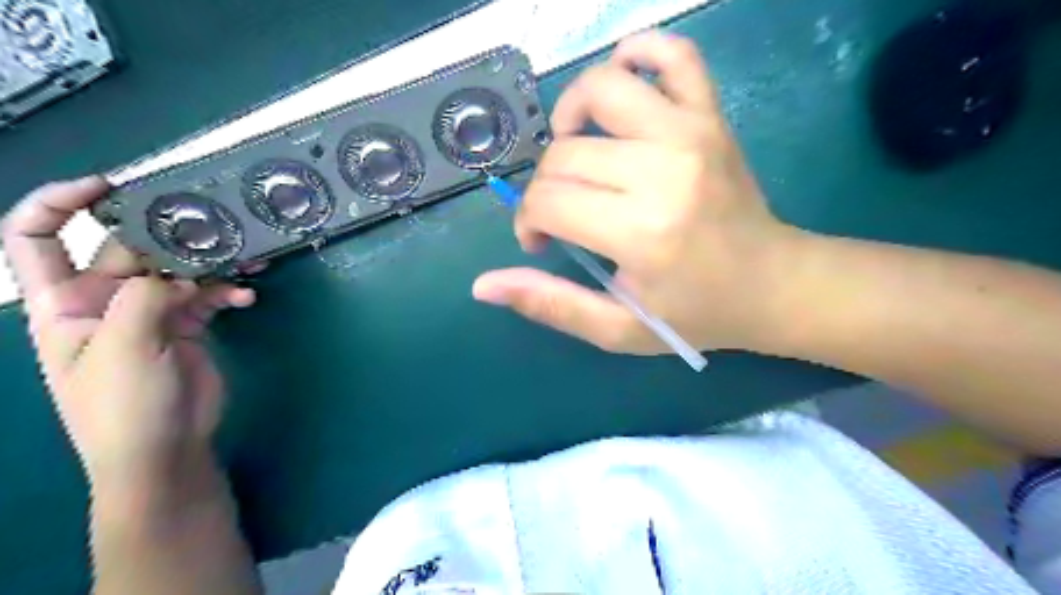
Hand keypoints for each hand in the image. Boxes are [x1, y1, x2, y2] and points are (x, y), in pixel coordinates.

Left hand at [0, 176, 255, 496]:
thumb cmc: (123, 406)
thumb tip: (176, 273)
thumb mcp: (122, 349)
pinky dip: (228, 293)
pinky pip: (207, 296)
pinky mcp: (185, 325)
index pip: (36, 238)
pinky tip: (246, 299)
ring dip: (211, 263)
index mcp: (63, 302)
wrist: (164, 449)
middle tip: (212, 227)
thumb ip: (143, 299)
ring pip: (178, 271)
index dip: (61, 203)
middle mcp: (103, 300)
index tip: (109, 186)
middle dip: (168, 235)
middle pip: (129, 249)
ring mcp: (148, 313)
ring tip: (247, 257)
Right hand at [473, 33, 804, 355]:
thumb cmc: (696, 313)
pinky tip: (621, 88)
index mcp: (641, 231)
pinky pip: (674, 54)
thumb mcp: (619, 328)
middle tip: (561, 215)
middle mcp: (663, 170)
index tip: (541, 242)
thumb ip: (551, 305)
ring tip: (577, 150)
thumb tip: (483, 285)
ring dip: (571, 115)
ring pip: (602, 88)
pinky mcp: (712, 116)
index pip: (549, 201)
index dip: (529, 222)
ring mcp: (691, 132)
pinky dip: (638, 53)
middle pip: (566, 153)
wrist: (773, 284)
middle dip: (545, 187)